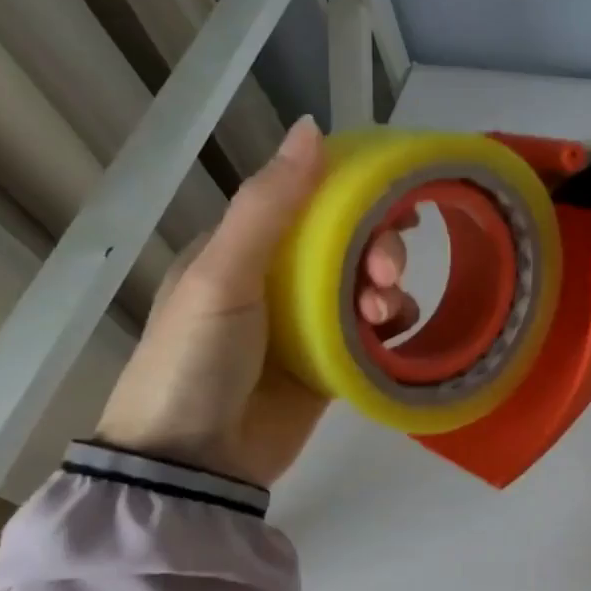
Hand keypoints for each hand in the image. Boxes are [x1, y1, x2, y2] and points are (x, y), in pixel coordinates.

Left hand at [95, 120, 416, 484]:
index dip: (357, 194)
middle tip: (386, 271)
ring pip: (366, 287)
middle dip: (378, 248)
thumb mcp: (224, 275)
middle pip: (348, 244)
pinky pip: (373, 332)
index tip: (397, 200)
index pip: (312, 202)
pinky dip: (390, 325)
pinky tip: (391, 332)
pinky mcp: (330, 364)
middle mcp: (279, 280)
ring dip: (387, 288)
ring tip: (381, 314)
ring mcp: (306, 325)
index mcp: (245, 248)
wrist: (194, 463)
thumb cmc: (196, 358)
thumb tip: (311, 127)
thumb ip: (269, 205)